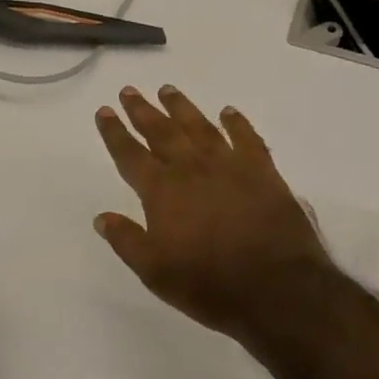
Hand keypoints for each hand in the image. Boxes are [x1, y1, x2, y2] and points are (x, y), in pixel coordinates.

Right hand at [93, 86, 339, 348]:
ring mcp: (230, 166)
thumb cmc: (208, 283)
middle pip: (162, 132)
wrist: (277, 288)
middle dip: (143, 110)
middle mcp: (192, 169)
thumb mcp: (154, 271)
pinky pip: (247, 138)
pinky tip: (228, 112)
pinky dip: (236, 123)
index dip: (115, 132)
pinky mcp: (263, 172)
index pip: (130, 155)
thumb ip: (126, 240)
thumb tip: (102, 217)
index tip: (105, 111)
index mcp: (162, 191)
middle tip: (130, 90)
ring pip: (200, 127)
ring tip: (168, 89)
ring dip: (182, 108)